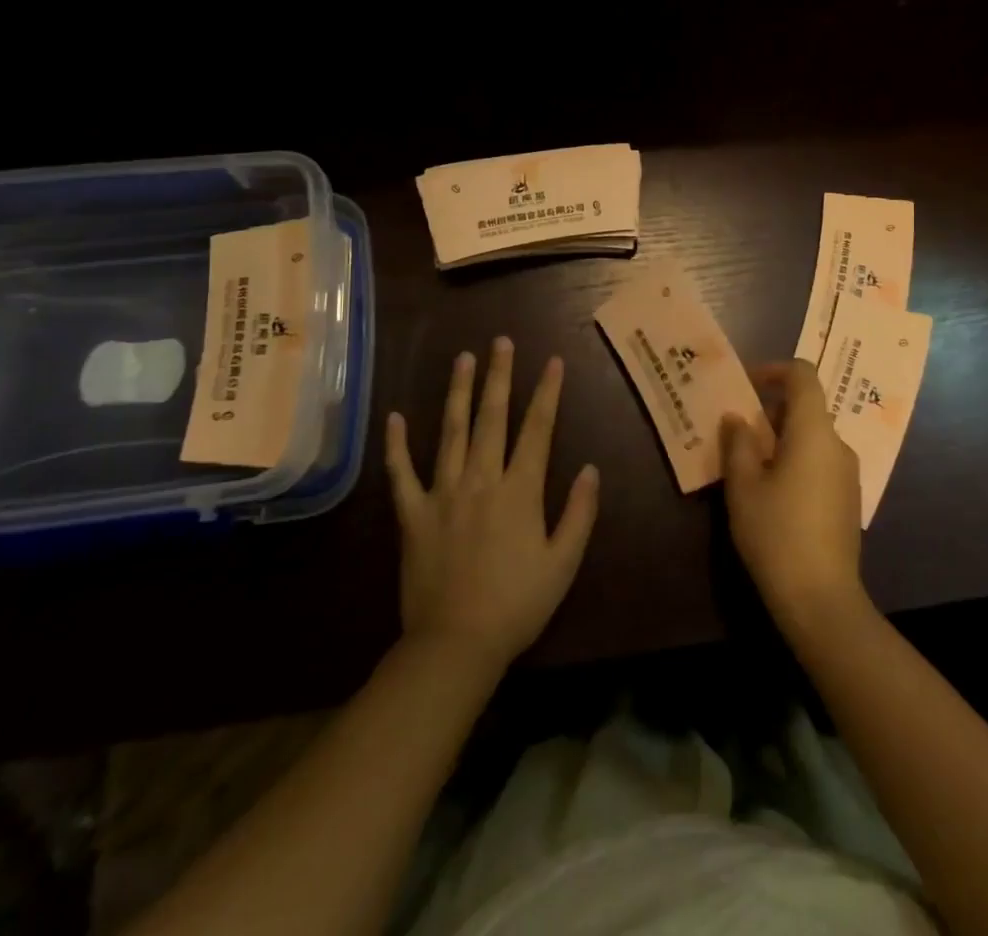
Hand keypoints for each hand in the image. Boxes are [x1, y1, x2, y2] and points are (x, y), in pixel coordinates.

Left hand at [385, 338, 598, 676]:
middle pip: (492, 417)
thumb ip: (579, 513)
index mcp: (520, 490)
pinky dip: (397, 445)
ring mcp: (442, 493)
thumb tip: (591, 468)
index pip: (538, 429)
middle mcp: (481, 479)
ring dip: (458, 392)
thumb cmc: (518, 604)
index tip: (553, 361)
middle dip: (499, 376)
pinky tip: (396, 417)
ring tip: (463, 358)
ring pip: (451, 431)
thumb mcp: (564, 563)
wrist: (455, 644)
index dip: (547, 392)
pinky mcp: (412, 515)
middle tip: (501, 342)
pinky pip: (402, 473)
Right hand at [721, 361, 866, 629]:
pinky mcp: (849, 499)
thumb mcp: (744, 486)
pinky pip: (821, 462)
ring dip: (782, 438)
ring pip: (812, 437)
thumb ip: (738, 443)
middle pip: (807, 407)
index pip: (803, 376)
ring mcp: (848, 473)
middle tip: (737, 433)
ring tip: (749, 465)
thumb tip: (737, 418)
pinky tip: (774, 493)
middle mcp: (837, 444)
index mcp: (814, 431)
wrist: (821, 599)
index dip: (774, 370)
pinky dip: (796, 460)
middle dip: (771, 412)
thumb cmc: (776, 533)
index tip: (747, 385)